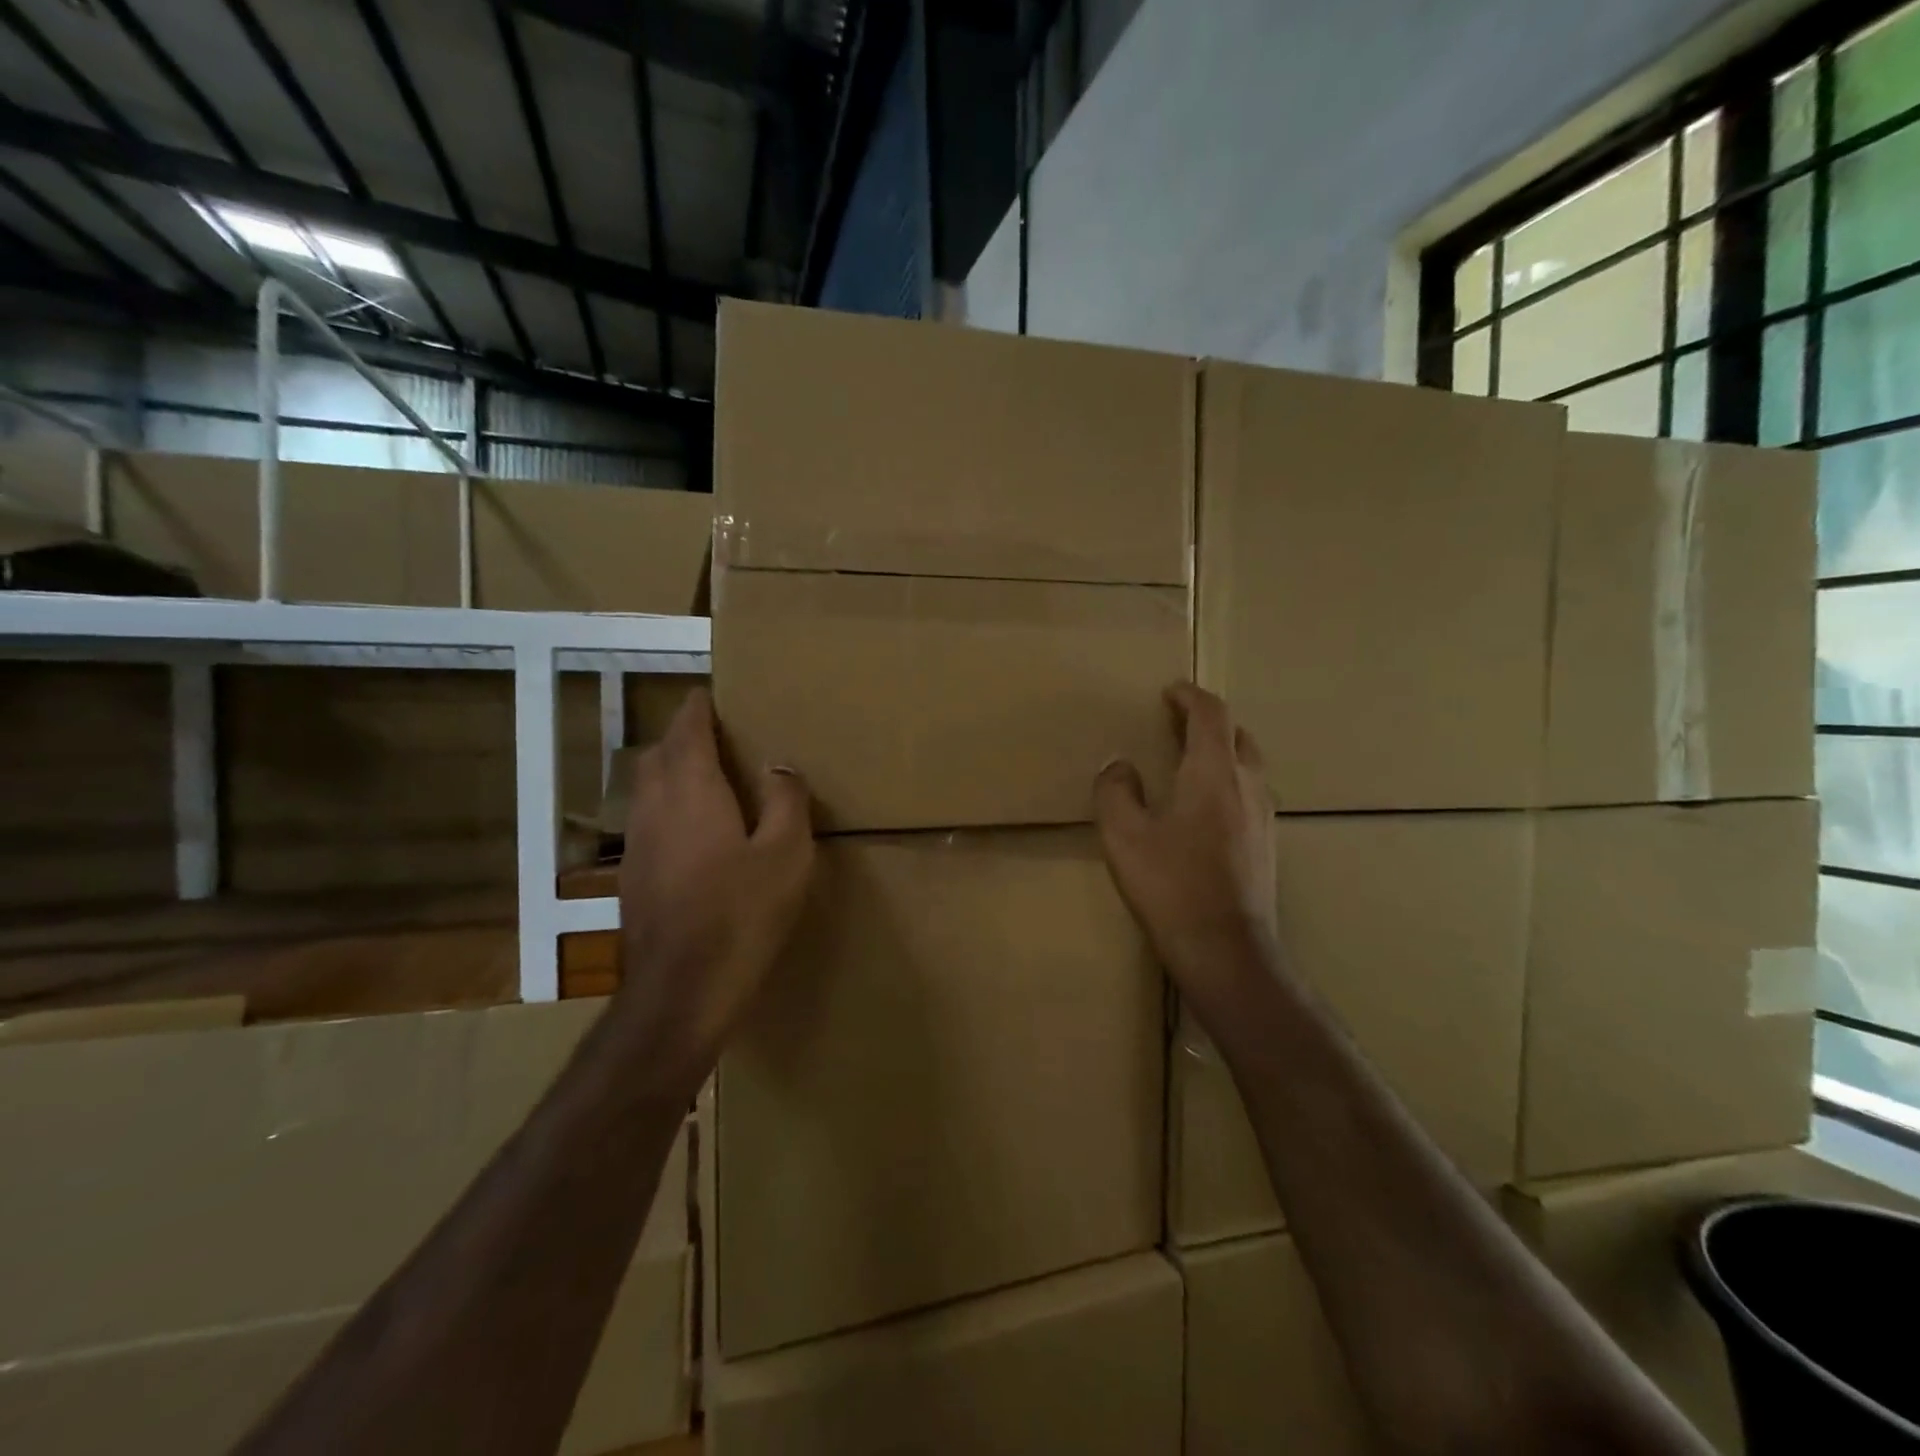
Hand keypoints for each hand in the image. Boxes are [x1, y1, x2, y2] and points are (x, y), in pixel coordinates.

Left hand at [613, 688, 814, 1092]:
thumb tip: (778, 767)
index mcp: (692, 790)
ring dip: (672, 771)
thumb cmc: (741, 915)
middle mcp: (654, 807)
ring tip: (709, 779)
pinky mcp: (632, 877)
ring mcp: (637, 844)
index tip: (713, 696)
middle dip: (683, 736)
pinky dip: (668, 807)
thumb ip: (786, 801)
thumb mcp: (786, 854)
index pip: (687, 729)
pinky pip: (647, 821)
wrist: (680, 991)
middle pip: (659, 753)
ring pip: (647, 788)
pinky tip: (695, 834)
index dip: (699, 708)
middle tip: (718, 737)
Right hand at [1093, 683, 1278, 1024]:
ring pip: (1248, 766)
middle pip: (1237, 735)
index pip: (1211, 714)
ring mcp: (1265, 816)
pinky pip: (1250, 794)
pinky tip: (1205, 811)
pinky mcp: (1268, 845)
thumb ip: (1115, 791)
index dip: (1190, 696)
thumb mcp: (1124, 835)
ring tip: (1188, 764)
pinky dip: (1228, 783)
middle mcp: (1248, 785)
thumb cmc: (1171, 885)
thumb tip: (1119, 766)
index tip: (1169, 692)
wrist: (1226, 950)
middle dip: (1207, 722)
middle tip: (1175, 726)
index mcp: (1214, 772)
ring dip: (1221, 753)